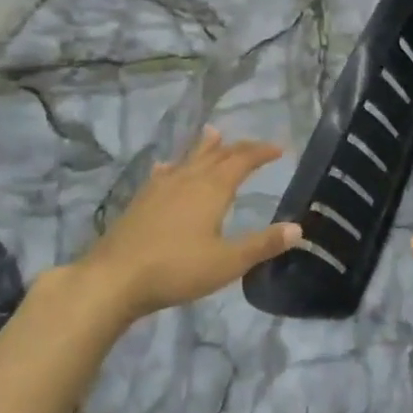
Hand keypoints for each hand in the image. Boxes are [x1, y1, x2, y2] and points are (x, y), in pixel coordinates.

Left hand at [77, 129, 301, 319]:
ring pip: (188, 159)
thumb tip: (298, 228)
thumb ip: (263, 244)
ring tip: (213, 133)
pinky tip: (166, 168)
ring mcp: (160, 188)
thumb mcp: (228, 262)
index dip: (262, 152)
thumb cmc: (177, 269)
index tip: (279, 149)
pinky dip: (174, 166)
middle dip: (238, 148)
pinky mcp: (140, 201)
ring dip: (205, 147)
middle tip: (254, 146)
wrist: (114, 279)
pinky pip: (163, 174)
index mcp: (212, 189)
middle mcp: (187, 179)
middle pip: (216, 155)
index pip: (242, 160)